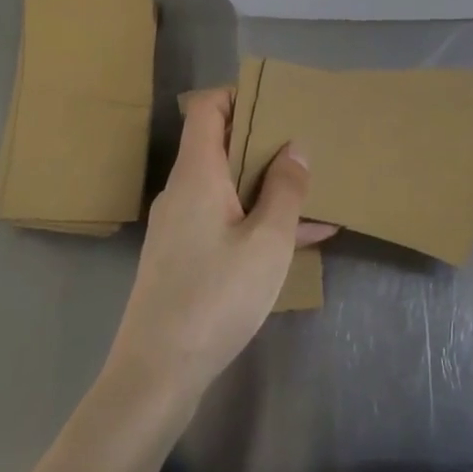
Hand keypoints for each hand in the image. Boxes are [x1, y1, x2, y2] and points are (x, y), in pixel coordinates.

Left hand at [105, 88, 334, 404]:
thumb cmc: (216, 296)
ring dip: (268, 185)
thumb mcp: (268, 241)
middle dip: (265, 142)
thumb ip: (285, 189)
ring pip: (228, 187)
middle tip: (307, 145)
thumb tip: (294, 148)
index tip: (278, 104)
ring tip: (315, 190)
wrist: (157, 375)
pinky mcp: (184, 258)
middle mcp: (183, 191)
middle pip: (220, 145)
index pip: (207, 108)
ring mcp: (180, 226)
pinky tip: (303, 238)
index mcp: (197, 174)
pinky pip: (226, 221)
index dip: (239, 96)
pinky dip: (258, 220)